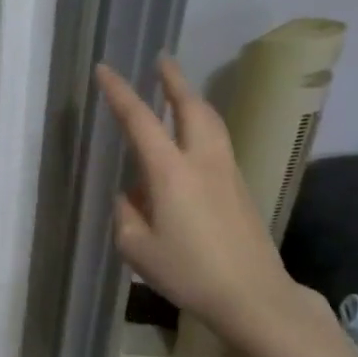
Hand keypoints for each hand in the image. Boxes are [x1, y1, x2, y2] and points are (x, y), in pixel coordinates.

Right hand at [96, 57, 310, 355]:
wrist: (253, 295)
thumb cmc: (188, 272)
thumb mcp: (136, 248)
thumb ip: (127, 214)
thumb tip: (132, 196)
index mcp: (171, 172)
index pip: (140, 120)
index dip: (120, 92)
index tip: (105, 69)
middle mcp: (202, 161)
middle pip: (191, 107)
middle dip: (173, 80)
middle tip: (161, 60)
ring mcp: (227, 172)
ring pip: (211, 121)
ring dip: (192, 99)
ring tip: (178, 90)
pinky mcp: (240, 188)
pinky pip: (218, 142)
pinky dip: (203, 125)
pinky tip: (192, 139)